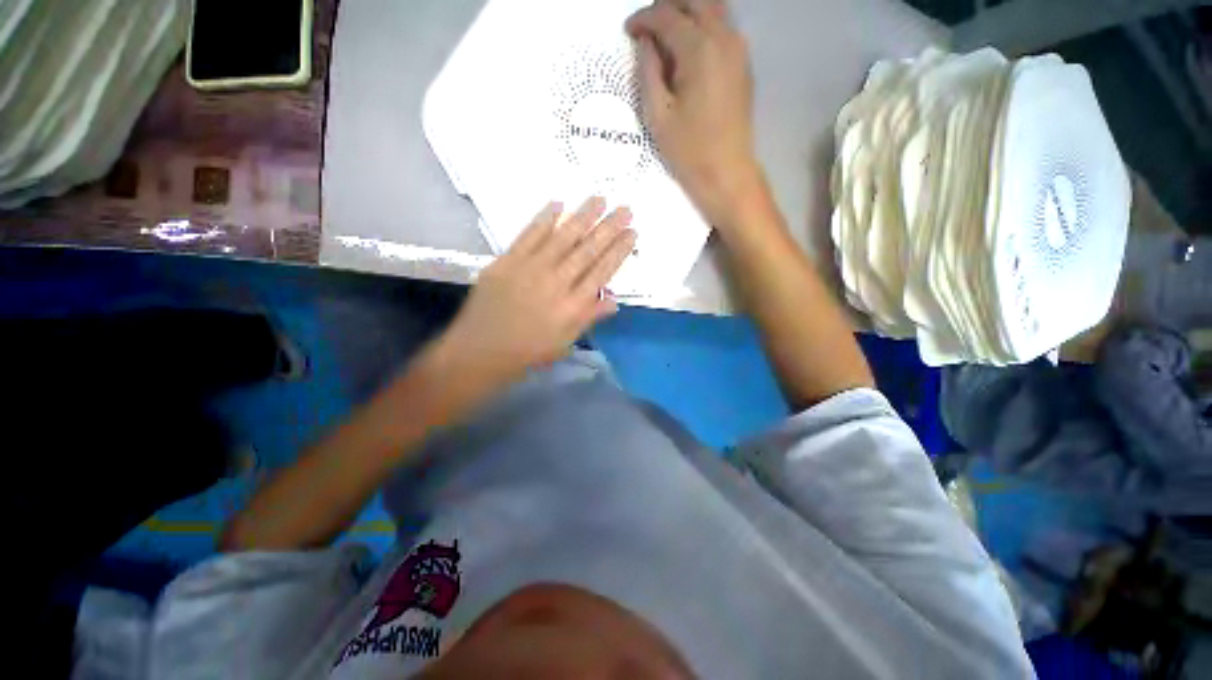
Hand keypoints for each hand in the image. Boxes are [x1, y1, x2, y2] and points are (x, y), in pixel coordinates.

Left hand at [440, 198, 635, 384]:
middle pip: (587, 250)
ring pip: (563, 237)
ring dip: (583, 216)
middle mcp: (557, 283)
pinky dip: (544, 219)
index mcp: (573, 306)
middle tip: (625, 208)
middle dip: (609, 228)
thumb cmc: (528, 351)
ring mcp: (531, 268)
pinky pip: (529, 235)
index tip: (632, 233)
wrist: (481, 350)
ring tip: (600, 199)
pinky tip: (558, 204)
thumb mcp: (565, 342)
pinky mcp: (508, 261)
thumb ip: (589, 318)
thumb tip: (615, 300)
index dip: (619, 251)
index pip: (602, 271)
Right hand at [626, 0, 760, 228]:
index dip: (643, 18)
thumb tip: (645, 42)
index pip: (667, 15)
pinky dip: (702, 27)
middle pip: (694, 1)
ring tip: (665, 37)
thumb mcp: (657, 114)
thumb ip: (648, 71)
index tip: (628, 31)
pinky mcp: (743, 64)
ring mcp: (738, 49)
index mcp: (699, 49)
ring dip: (686, 14)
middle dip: (666, 8)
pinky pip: (723, 28)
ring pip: (712, 9)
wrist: (726, 172)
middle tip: (646, 29)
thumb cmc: (688, 150)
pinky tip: (687, 51)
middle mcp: (723, 37)